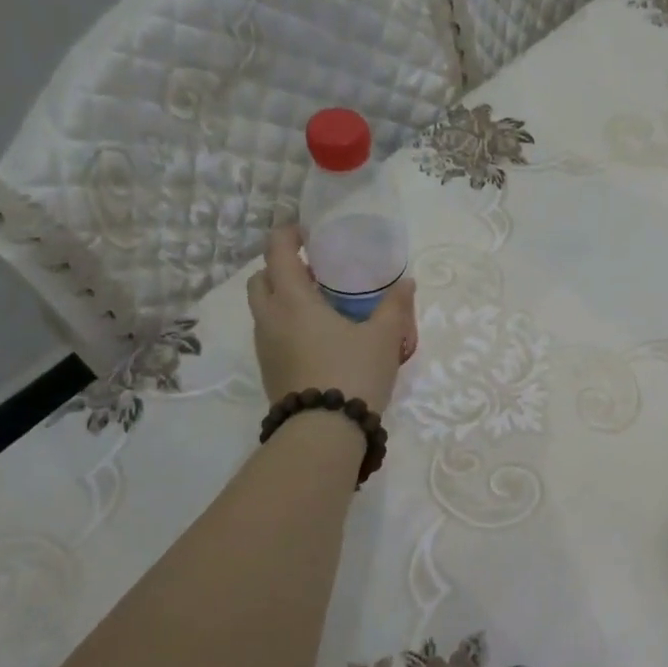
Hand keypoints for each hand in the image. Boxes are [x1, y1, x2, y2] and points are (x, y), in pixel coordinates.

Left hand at [246, 226, 415, 415]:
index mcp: (293, 301)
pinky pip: (271, 333)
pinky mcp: (269, 370)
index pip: (277, 252)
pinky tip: (318, 337)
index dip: (288, 235)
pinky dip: (286, 323)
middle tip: (314, 271)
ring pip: (263, 308)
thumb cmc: (353, 373)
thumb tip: (407, 283)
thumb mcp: (384, 338)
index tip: (308, 233)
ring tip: (320, 305)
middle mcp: (270, 318)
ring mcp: (265, 347)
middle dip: (281, 267)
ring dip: (282, 297)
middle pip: (260, 279)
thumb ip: (395, 306)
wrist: (324, 432)